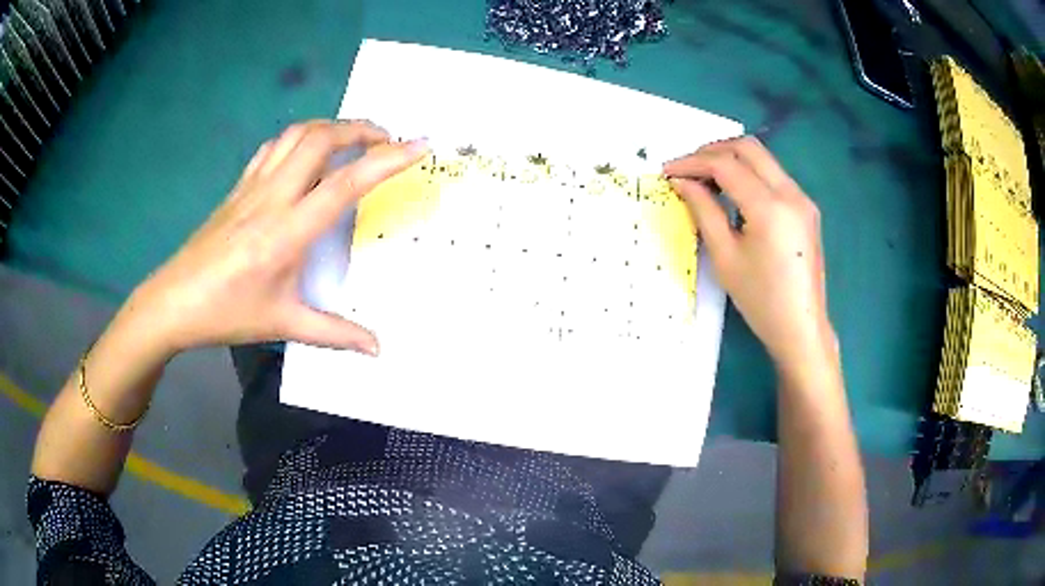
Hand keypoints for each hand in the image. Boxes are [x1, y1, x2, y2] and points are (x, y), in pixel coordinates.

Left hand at [126, 120, 428, 356]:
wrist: (173, 302)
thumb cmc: (227, 313)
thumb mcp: (283, 325)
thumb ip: (335, 334)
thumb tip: (376, 348)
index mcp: (287, 232)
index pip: (344, 183)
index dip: (386, 160)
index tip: (419, 145)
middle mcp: (272, 197)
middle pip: (321, 139)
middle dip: (361, 129)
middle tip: (388, 140)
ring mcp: (252, 186)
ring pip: (297, 134)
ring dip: (331, 127)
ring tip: (354, 139)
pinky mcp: (238, 186)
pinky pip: (274, 147)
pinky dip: (300, 137)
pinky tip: (307, 152)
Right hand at [664, 137, 836, 369]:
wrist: (801, 327)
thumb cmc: (761, 300)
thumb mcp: (725, 257)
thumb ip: (703, 210)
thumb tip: (682, 182)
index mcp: (769, 207)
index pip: (725, 165)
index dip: (692, 162)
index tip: (667, 172)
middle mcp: (790, 193)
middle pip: (747, 148)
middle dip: (711, 150)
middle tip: (686, 168)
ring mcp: (802, 198)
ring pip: (762, 157)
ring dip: (730, 159)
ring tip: (704, 177)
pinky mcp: (805, 207)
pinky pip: (773, 174)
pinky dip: (748, 173)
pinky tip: (732, 191)